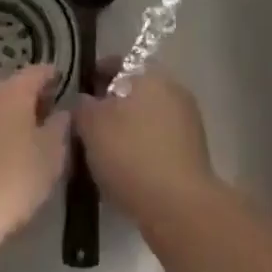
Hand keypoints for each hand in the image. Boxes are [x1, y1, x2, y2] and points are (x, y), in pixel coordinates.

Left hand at [0, 65, 68, 249]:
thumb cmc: (12, 179)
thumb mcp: (51, 156)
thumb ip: (59, 128)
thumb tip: (62, 112)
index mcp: (11, 92)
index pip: (36, 72)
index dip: (51, 76)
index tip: (61, 81)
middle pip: (10, 90)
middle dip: (28, 101)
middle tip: (46, 116)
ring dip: (5, 121)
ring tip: (22, 141)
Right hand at [75, 70, 215, 223]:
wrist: (180, 208)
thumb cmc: (131, 154)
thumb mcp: (91, 125)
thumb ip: (82, 106)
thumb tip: (84, 101)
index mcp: (150, 75)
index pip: (117, 63)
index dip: (95, 75)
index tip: (79, 93)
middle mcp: (173, 91)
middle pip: (134, 91)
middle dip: (111, 105)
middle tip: (87, 125)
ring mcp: (188, 123)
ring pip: (147, 118)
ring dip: (127, 129)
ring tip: (102, 152)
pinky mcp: (193, 155)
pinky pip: (158, 143)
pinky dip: (142, 150)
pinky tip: (124, 170)